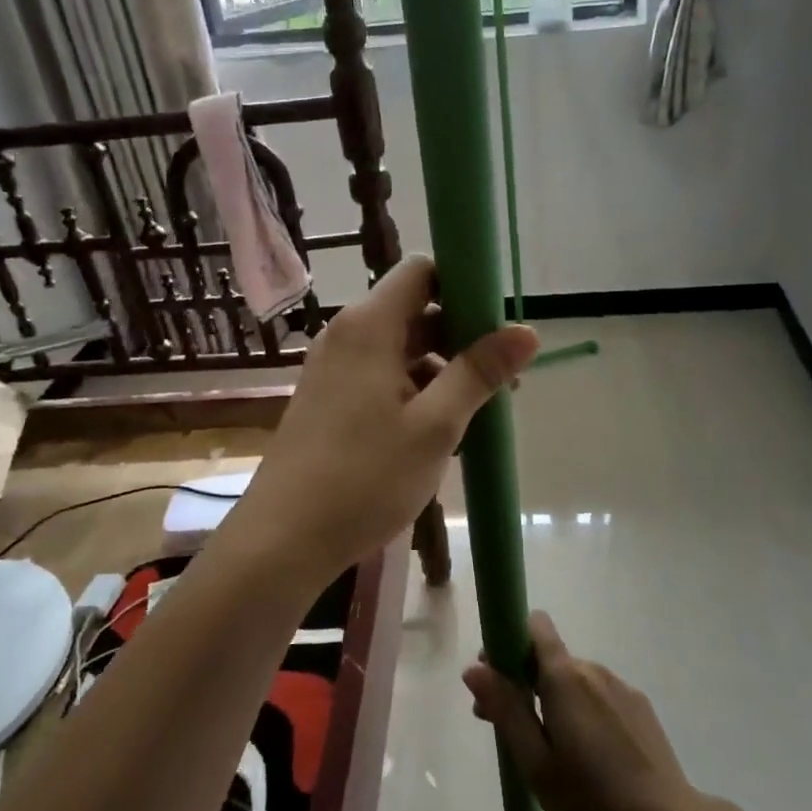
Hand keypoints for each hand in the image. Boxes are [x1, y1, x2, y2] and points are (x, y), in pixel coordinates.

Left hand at [231, 254, 538, 584]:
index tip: (498, 322)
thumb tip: (528, 330)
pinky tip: (436, 432)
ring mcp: (333, 369)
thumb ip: (479, 372)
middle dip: (462, 337)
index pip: (421, 271)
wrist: (283, 539)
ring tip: (476, 415)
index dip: (463, 284)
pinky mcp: (328, 399)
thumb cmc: (365, 478)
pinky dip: (414, 390)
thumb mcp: (435, 426)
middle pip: (414, 311)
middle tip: (502, 380)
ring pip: (400, 349)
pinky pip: (380, 376)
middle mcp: (346, 335)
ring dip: (441, 370)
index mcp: (369, 327)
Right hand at [464, 612, 702, 810]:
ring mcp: (621, 687)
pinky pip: (598, 695)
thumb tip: (474, 667)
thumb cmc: (593, 801)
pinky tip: (587, 756)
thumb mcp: (536, 763)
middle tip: (509, 730)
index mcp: (565, 678)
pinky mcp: (639, 707)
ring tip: (549, 751)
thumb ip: (506, 710)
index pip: (535, 626)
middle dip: (523, 681)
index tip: (496, 677)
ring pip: (573, 679)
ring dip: (552, 699)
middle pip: (549, 657)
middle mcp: (593, 670)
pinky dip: (581, 711)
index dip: (509, 641)